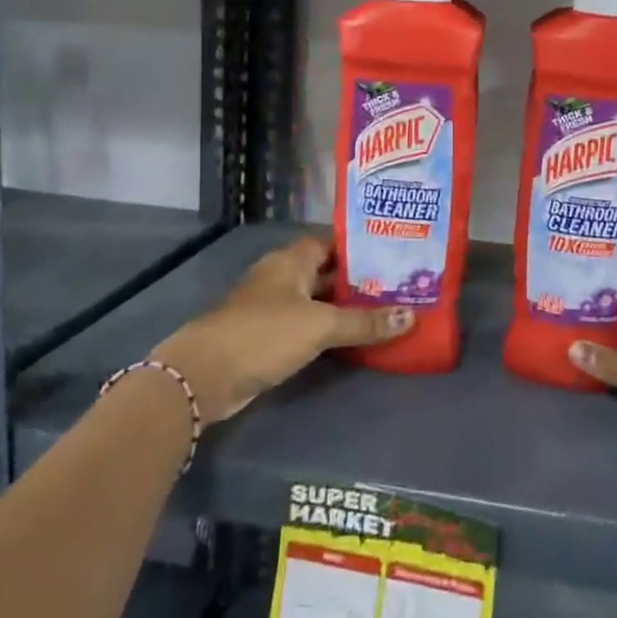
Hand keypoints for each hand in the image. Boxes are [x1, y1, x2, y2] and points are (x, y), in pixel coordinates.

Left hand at [150, 235, 412, 422]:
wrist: (205, 376)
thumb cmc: (264, 334)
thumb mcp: (320, 326)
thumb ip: (365, 322)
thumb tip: (412, 316)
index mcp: (291, 260)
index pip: (332, 242)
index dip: (361, 246)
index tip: (394, 253)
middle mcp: (282, 277)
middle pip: (327, 272)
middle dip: (360, 280)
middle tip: (400, 285)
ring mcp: (273, 307)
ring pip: (318, 300)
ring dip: (346, 307)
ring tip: (388, 310)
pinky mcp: (269, 336)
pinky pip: (308, 325)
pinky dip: (330, 329)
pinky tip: (356, 338)